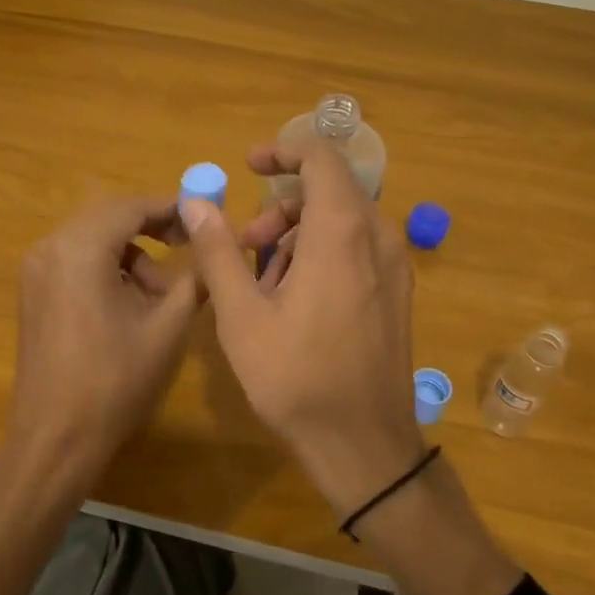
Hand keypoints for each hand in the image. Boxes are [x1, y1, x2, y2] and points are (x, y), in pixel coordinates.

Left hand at [2, 196, 199, 495]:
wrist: (56, 438)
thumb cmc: (115, 381)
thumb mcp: (167, 328)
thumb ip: (193, 280)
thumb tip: (213, 252)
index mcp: (79, 249)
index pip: (131, 207)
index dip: (171, 208)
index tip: (203, 218)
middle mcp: (50, 248)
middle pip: (109, 218)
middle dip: (151, 229)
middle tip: (187, 248)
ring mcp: (35, 272)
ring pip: (93, 241)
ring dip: (131, 254)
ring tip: (161, 294)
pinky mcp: (33, 294)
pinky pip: (76, 262)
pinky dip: (108, 270)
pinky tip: (130, 305)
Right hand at [182, 138, 424, 513]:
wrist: (363, 444)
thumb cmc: (297, 377)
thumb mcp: (242, 315)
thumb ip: (218, 251)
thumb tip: (197, 202)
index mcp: (342, 232)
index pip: (321, 157)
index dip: (282, 150)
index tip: (248, 166)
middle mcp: (379, 237)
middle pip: (328, 191)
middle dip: (280, 208)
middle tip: (245, 245)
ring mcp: (395, 266)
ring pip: (343, 222)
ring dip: (298, 235)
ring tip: (264, 283)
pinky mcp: (397, 293)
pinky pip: (358, 250)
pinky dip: (322, 255)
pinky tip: (295, 302)